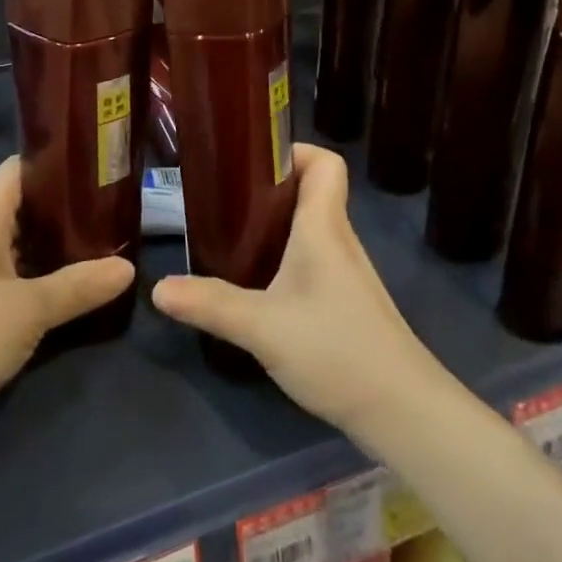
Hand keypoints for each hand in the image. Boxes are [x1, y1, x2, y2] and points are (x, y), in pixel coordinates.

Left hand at [0, 158, 133, 428]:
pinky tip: (66, 285)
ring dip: (52, 244)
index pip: (25, 166)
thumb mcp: (29, 310)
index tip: (103, 171)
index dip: (62, 164)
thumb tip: (128, 268)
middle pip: (24, 202)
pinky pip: (7, 267)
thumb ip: (80, 286)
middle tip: (113, 213)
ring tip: (100, 245)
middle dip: (66, 208)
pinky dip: (35, 270)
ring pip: (17, 238)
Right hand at [152, 145, 444, 440]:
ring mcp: (347, 272)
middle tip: (227, 199)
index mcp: (323, 226)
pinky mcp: (348, 302)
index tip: (252, 161)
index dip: (293, 151)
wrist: (403, 410)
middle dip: (271, 188)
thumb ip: (211, 304)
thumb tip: (158, 288)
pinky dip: (288, 257)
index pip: (325, 162)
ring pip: (312, 227)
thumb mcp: (263, 327)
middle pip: (313, 191)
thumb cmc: (336, 350)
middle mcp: (339, 239)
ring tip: (234, 236)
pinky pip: (316, 258)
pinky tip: (262, 285)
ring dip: (277, 224)